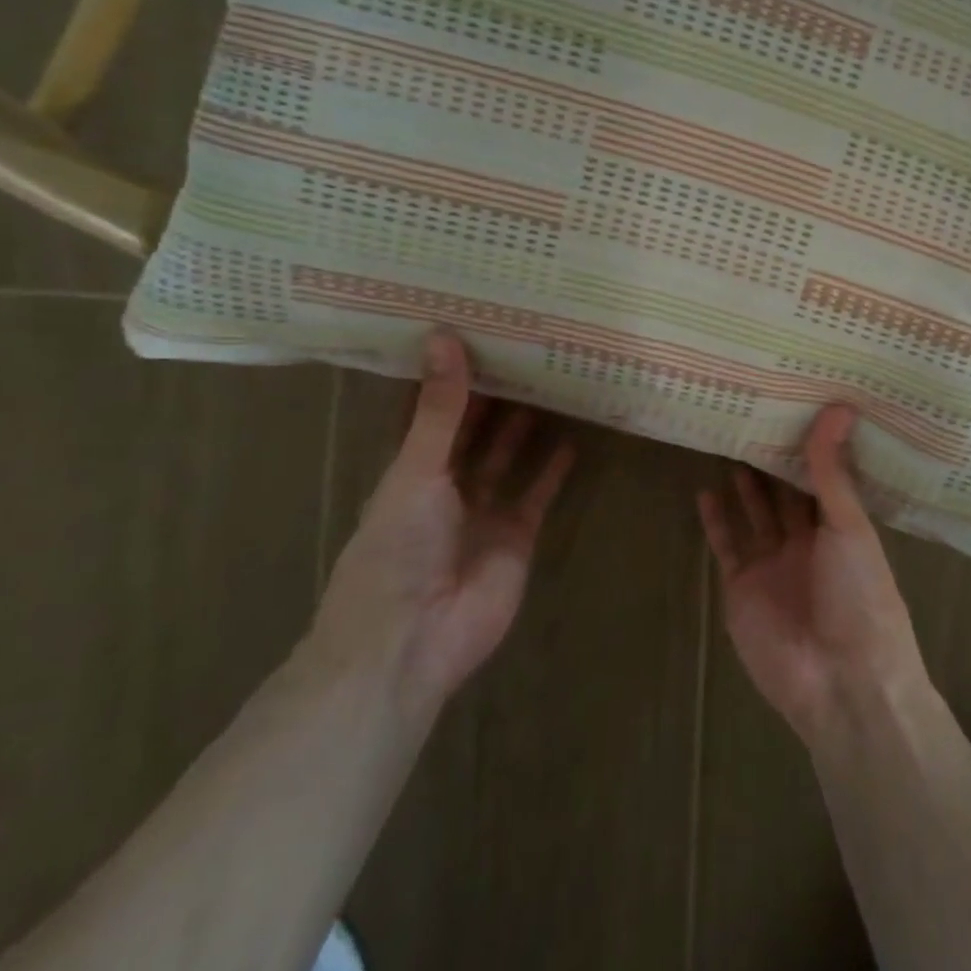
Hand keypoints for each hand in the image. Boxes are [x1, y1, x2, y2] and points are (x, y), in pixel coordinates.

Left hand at [313, 331, 574, 714]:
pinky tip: (573, 439)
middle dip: (495, 396)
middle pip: (474, 431)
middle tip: (526, 348)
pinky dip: (553, 470)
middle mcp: (446, 485)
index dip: (450, 376)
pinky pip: (538, 494)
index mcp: (409, 469)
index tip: (475, 331)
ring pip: (508, 458)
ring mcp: (484, 511)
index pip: (431, 412)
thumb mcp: (416, 470)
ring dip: (526, 426)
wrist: (413, 638)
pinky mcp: (518, 535)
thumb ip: (439, 409)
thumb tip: (444, 336)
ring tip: (553, 382)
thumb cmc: (397, 548)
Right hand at [698, 407, 927, 742]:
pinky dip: (716, 521)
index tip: (796, 404)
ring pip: (755, 515)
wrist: (839, 681)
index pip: (824, 477)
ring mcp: (773, 565)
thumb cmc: (859, 595)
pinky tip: (705, 491)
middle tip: (755, 414)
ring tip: (730, 442)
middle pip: (786, 493)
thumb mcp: (849, 526)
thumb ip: (832, 471)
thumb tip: (840, 407)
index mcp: (842, 527)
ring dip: (744, 485)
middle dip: (774, 461)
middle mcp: (808, 542)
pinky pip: (727, 546)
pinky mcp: (741, 587)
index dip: (810, 446)